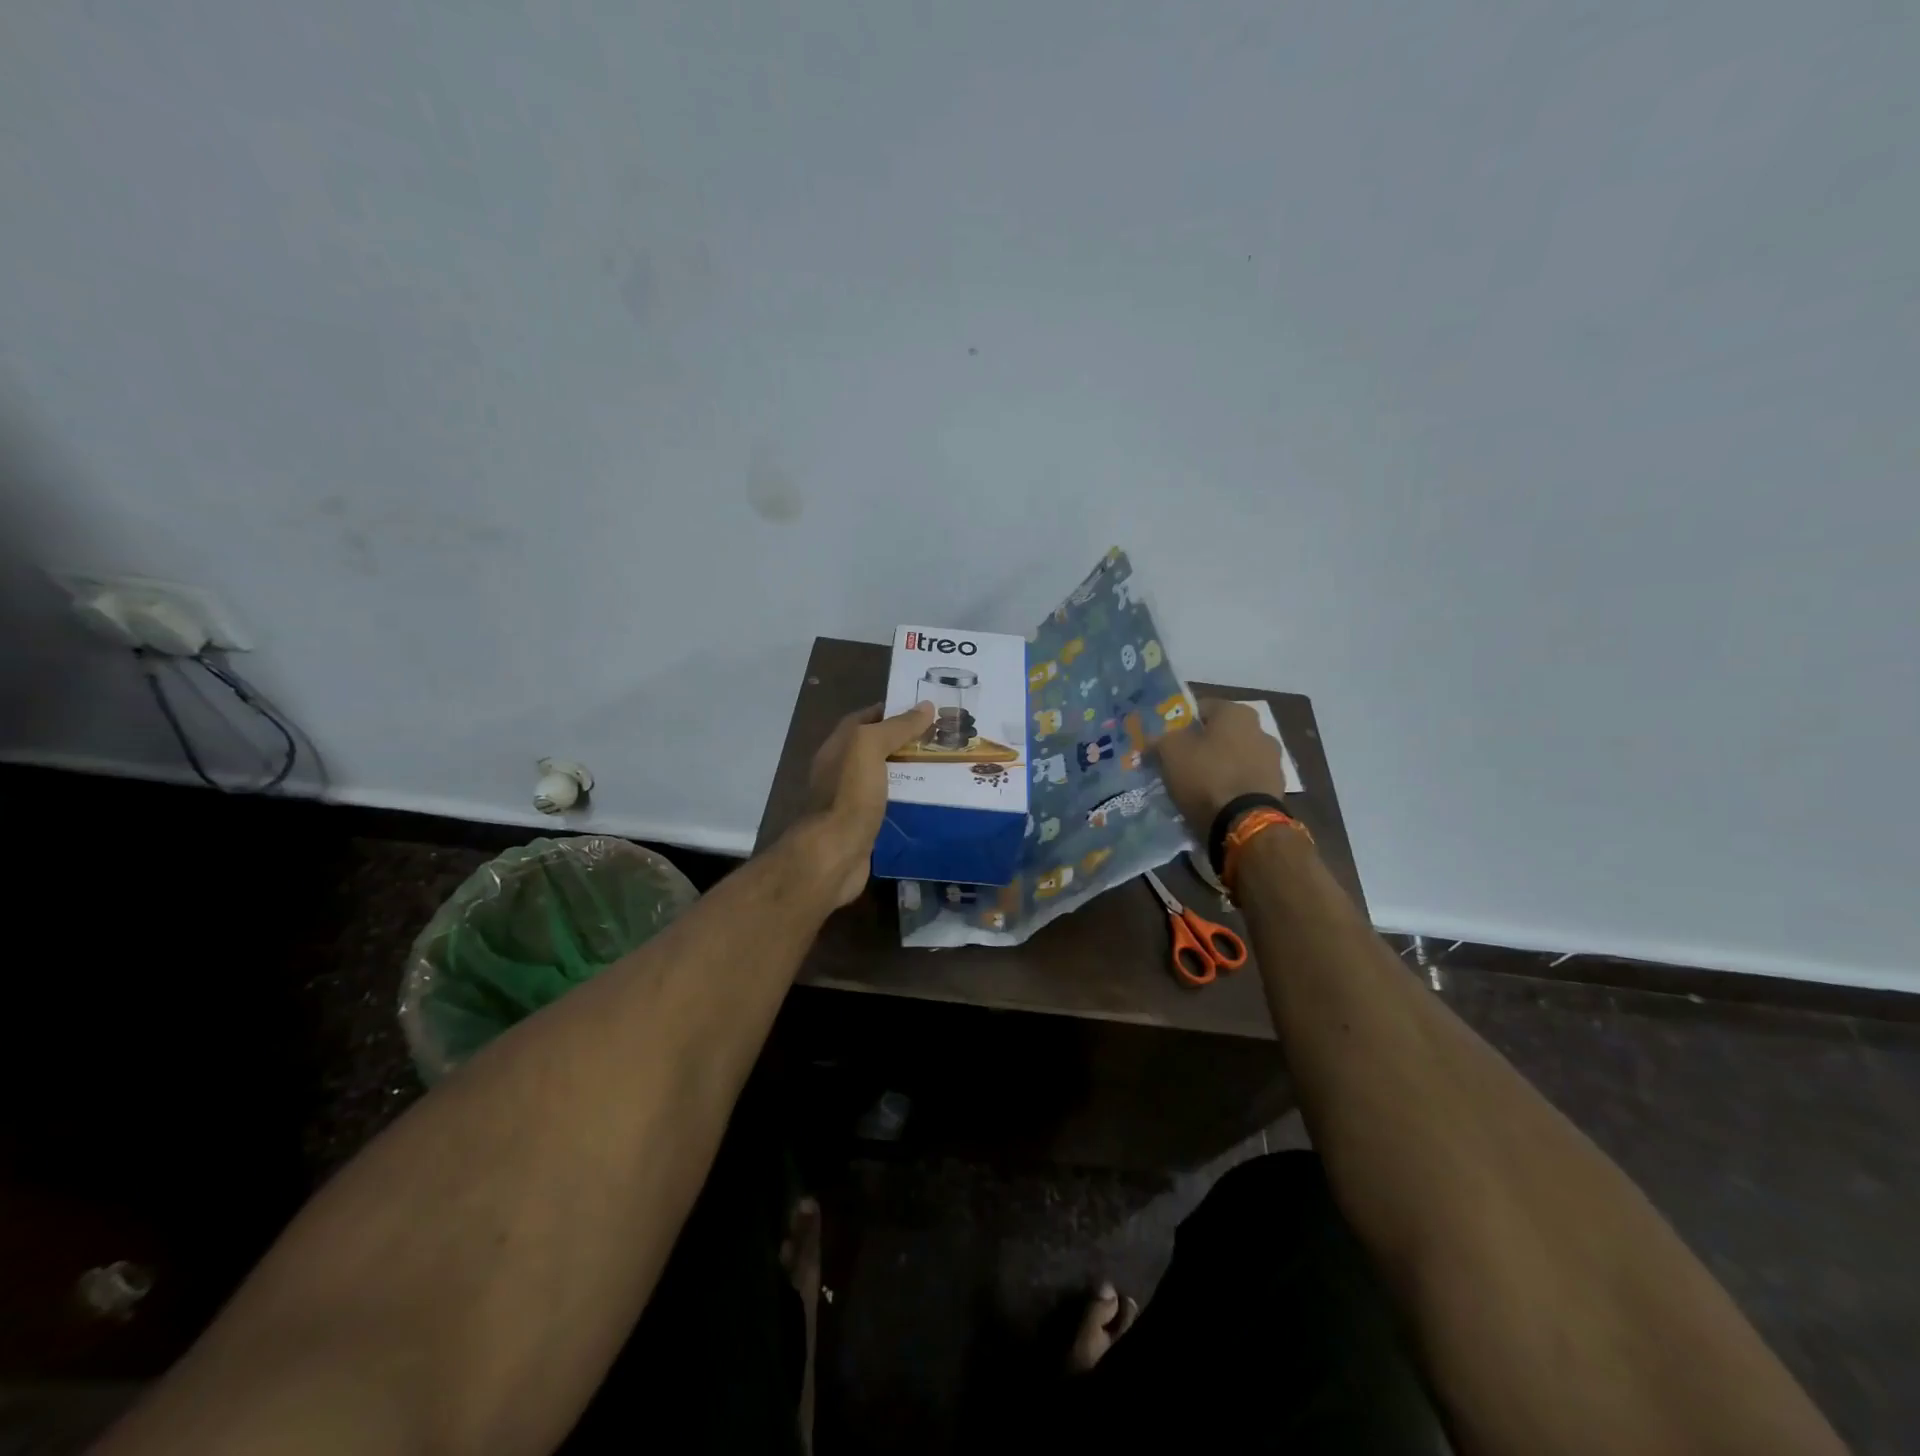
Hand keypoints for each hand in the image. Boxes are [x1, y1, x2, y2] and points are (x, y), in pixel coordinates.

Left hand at [800, 701, 934, 906]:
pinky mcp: (865, 825)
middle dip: (905, 742)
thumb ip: (895, 727)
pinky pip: (890, 805)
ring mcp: (852, 800)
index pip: (863, 720)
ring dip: (910, 771)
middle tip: (942, 739)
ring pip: (885, 778)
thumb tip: (925, 707)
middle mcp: (841, 771)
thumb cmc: (849, 795)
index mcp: (838, 747)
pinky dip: (908, 799)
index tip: (924, 711)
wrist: (835, 855)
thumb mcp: (869, 748)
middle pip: (876, 748)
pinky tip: (932, 800)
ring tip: (944, 767)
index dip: (891, 712)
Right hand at [1153, 699, 1290, 833]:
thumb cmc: (1206, 776)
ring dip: (1219, 767)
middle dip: (1202, 746)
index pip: (1201, 708)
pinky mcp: (1277, 788)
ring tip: (1197, 787)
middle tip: (1180, 764)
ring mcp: (1273, 760)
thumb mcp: (1169, 752)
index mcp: (1236, 712)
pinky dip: (1232, 786)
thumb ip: (1159, 740)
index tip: (1166, 741)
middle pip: (1221, 734)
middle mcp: (1260, 729)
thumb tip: (1151, 741)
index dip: (1180, 724)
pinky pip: (1246, 780)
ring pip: (1235, 757)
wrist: (1244, 823)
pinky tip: (1216, 801)